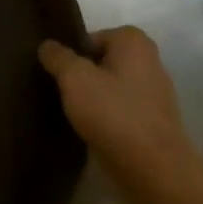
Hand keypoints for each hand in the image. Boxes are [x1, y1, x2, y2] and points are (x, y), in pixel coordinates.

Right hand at [39, 27, 199, 193]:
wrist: (152, 167)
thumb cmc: (112, 112)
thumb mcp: (74, 78)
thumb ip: (58, 57)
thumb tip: (47, 45)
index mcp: (134, 43)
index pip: (93, 36)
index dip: (73, 52)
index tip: (57, 72)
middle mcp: (150, 62)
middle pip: (104, 61)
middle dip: (82, 74)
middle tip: (59, 89)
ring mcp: (155, 94)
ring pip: (112, 87)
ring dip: (93, 97)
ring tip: (71, 111)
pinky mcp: (152, 122)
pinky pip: (120, 110)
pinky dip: (105, 116)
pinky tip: (89, 129)